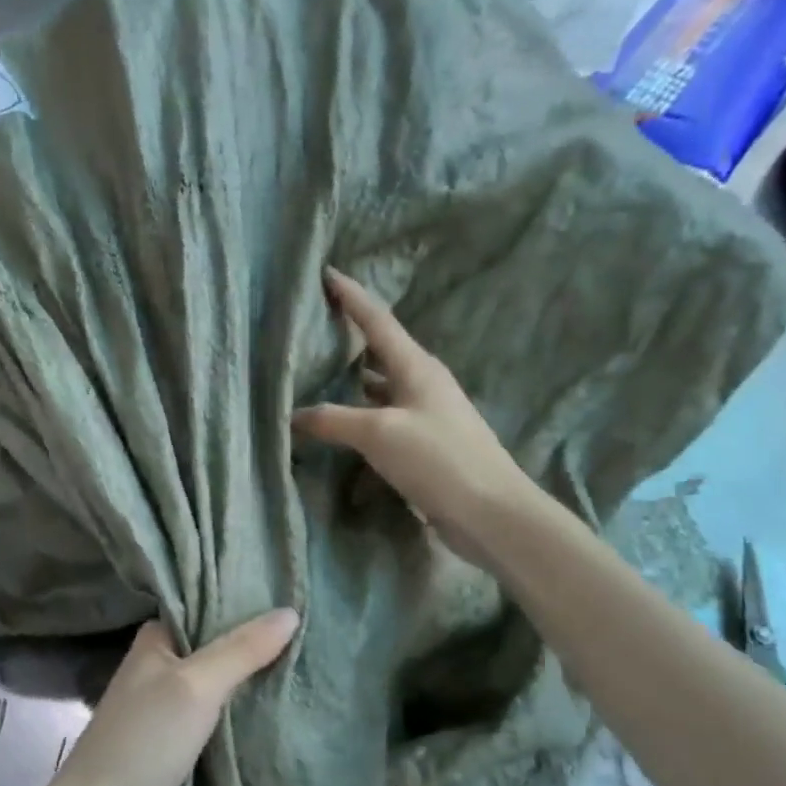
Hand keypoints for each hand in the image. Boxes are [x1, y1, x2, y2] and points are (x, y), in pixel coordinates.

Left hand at [42, 610, 298, 785]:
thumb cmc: (144, 740)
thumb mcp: (196, 686)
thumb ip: (241, 650)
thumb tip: (291, 612)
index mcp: (155, 639)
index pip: (206, 609)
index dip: (246, 606)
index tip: (294, 603)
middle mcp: (158, 666)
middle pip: (216, 648)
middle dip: (256, 648)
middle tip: (311, 640)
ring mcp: (164, 707)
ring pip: (218, 687)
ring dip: (252, 685)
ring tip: (306, 671)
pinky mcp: (172, 744)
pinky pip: (216, 720)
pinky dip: (240, 716)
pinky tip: (277, 712)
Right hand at [292, 267, 539, 566]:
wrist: (492, 512)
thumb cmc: (439, 460)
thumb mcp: (380, 434)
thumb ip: (333, 420)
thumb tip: (293, 416)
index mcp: (417, 368)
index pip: (378, 321)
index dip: (352, 297)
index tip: (328, 273)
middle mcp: (423, 383)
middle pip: (381, 350)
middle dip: (350, 336)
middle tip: (316, 326)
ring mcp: (426, 414)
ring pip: (381, 385)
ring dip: (354, 378)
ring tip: (319, 372)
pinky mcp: (425, 443)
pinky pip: (384, 416)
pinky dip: (361, 413)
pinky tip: (342, 424)